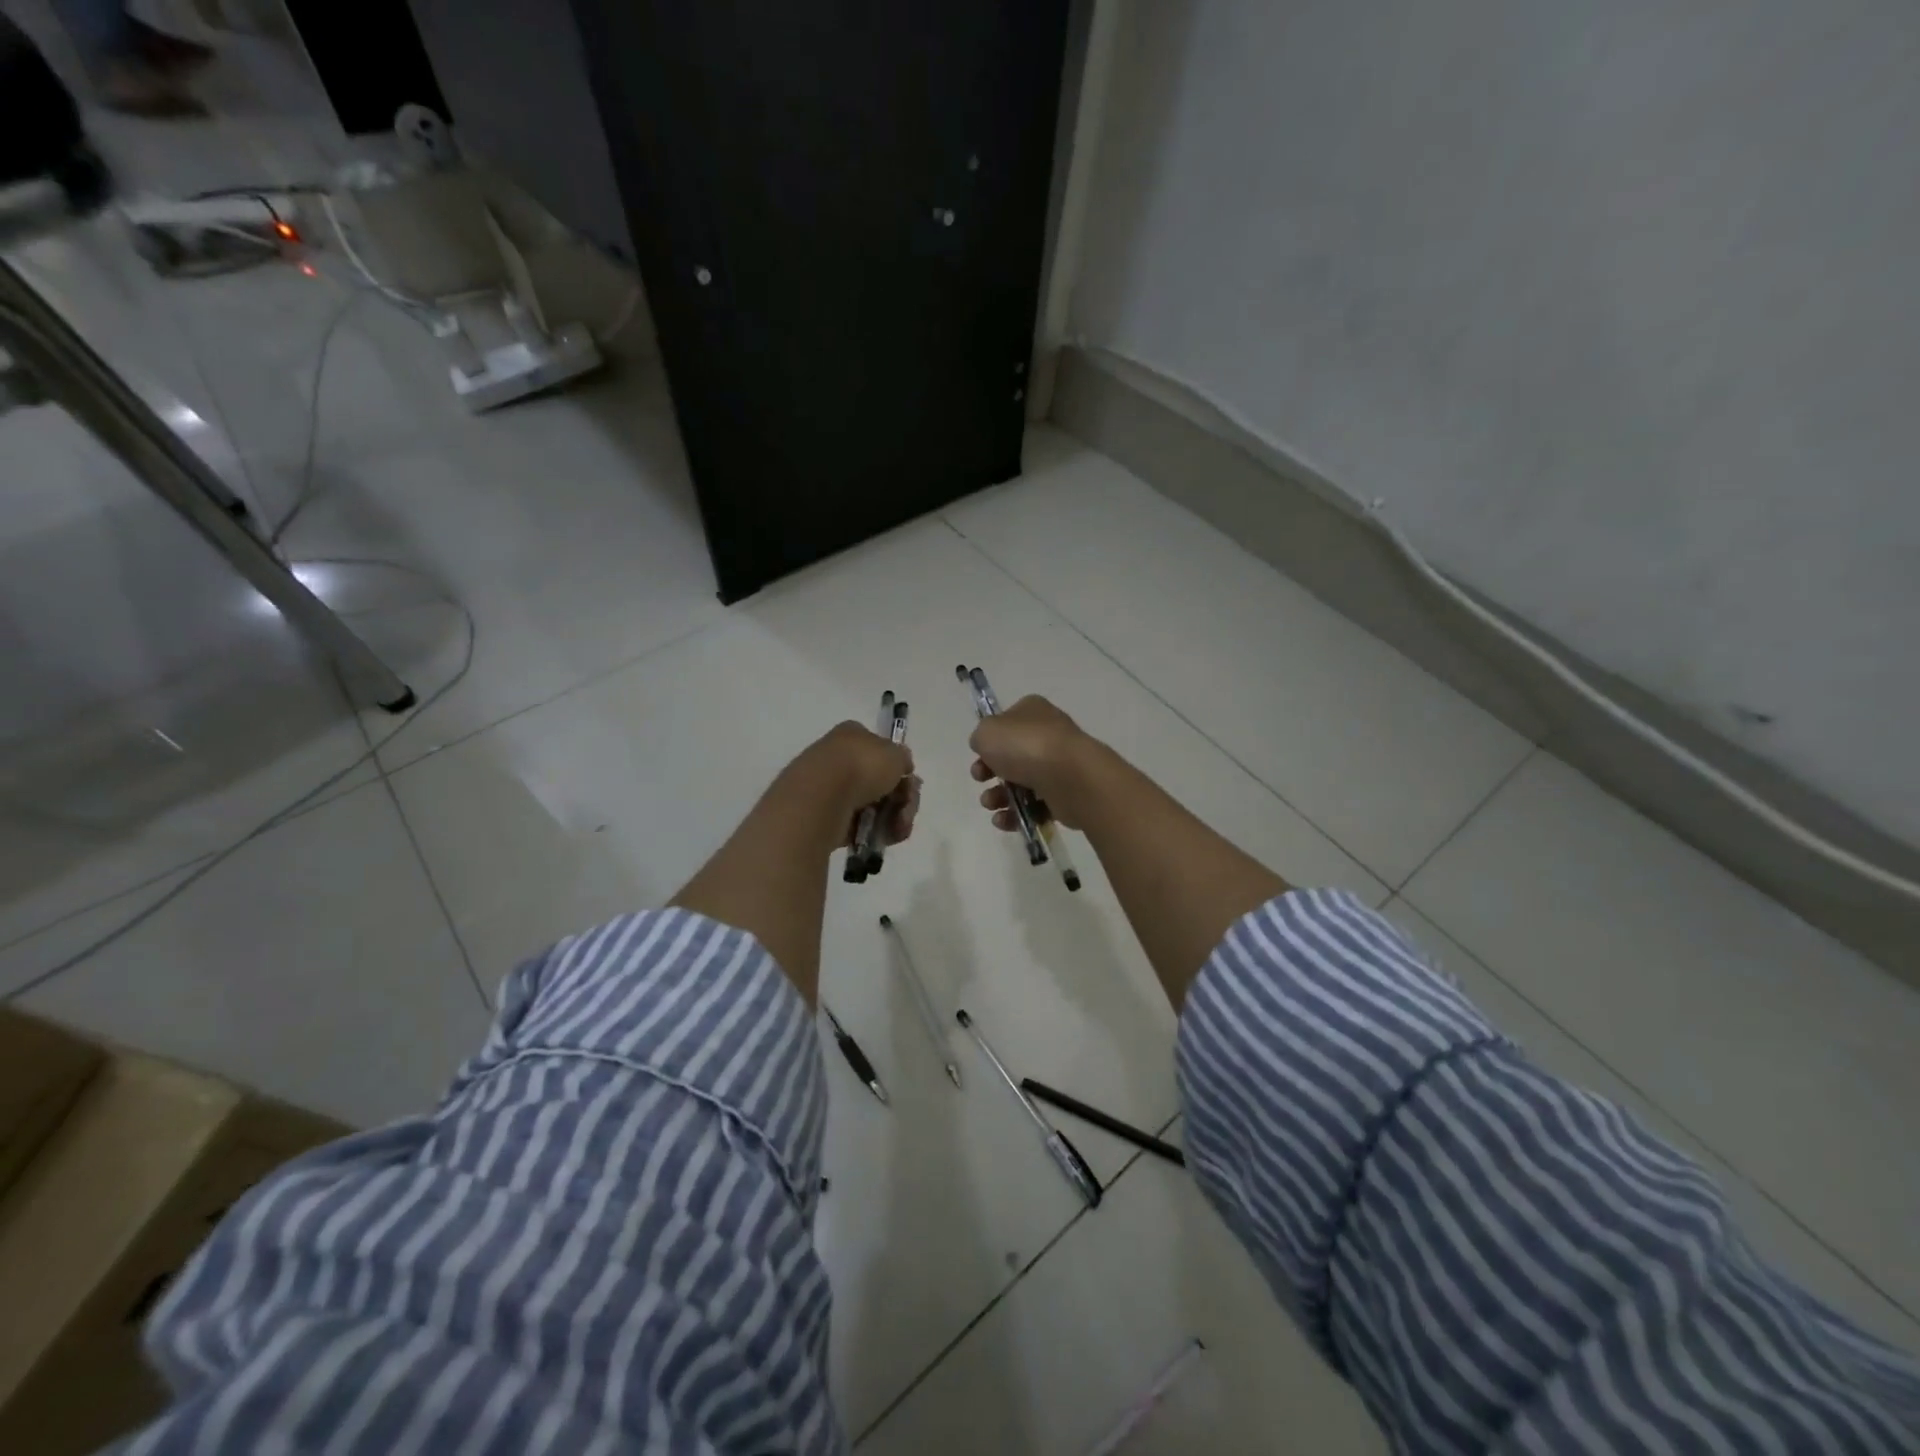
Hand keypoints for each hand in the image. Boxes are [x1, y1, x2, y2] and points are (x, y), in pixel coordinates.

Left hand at [788, 720, 920, 852]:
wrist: (821, 798)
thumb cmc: (861, 766)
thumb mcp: (895, 754)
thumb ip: (902, 759)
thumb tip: (901, 767)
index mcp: (852, 736)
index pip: (881, 750)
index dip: (899, 769)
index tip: (910, 783)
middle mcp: (838, 758)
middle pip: (879, 782)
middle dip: (901, 800)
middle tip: (907, 811)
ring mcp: (829, 789)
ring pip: (871, 806)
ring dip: (892, 819)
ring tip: (896, 830)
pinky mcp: (824, 817)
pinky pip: (856, 825)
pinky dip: (872, 832)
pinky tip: (881, 838)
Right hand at [969, 695, 1100, 829]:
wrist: (1070, 777)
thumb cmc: (1026, 746)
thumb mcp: (987, 731)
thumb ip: (981, 737)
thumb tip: (987, 748)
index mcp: (1032, 712)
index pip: (1006, 724)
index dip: (989, 741)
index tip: (978, 755)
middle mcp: (1047, 735)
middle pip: (1010, 757)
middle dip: (989, 773)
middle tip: (981, 779)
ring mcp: (1058, 766)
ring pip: (1020, 784)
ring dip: (998, 797)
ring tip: (992, 804)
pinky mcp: (1064, 795)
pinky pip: (1034, 807)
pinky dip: (1017, 815)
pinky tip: (1004, 820)